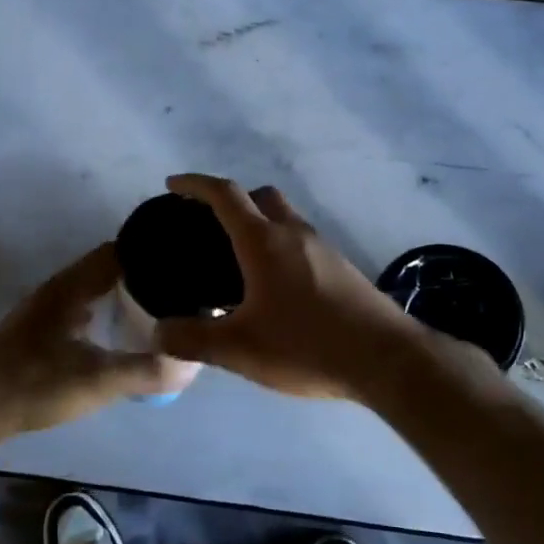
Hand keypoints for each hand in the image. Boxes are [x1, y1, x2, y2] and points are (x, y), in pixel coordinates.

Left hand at [0, 243, 182, 437]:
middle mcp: (57, 290)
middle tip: (177, 288)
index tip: (182, 260)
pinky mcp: (36, 333)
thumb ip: (145, 371)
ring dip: (120, 295)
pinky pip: (80, 310)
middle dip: (140, 275)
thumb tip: (189, 364)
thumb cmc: (34, 384)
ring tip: (156, 309)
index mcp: (71, 287)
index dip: (150, 251)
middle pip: (105, 269)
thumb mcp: (97, 380)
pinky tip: (116, 335)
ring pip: (91, 291)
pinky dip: (102, 313)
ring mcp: (43, 311)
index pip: (117, 251)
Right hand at [152, 174, 434, 399]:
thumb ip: (193, 339)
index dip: (195, 184)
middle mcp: (294, 233)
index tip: (173, 185)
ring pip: (285, 218)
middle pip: (260, 196)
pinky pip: (301, 242)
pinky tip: (274, 288)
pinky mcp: (341, 267)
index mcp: (264, 241)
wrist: (386, 359)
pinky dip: (280, 247)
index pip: (225, 194)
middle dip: (231, 199)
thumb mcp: (240, 349)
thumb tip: (157, 333)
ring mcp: (323, 248)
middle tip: (208, 225)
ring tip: (238, 261)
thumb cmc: (306, 345)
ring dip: (259, 224)